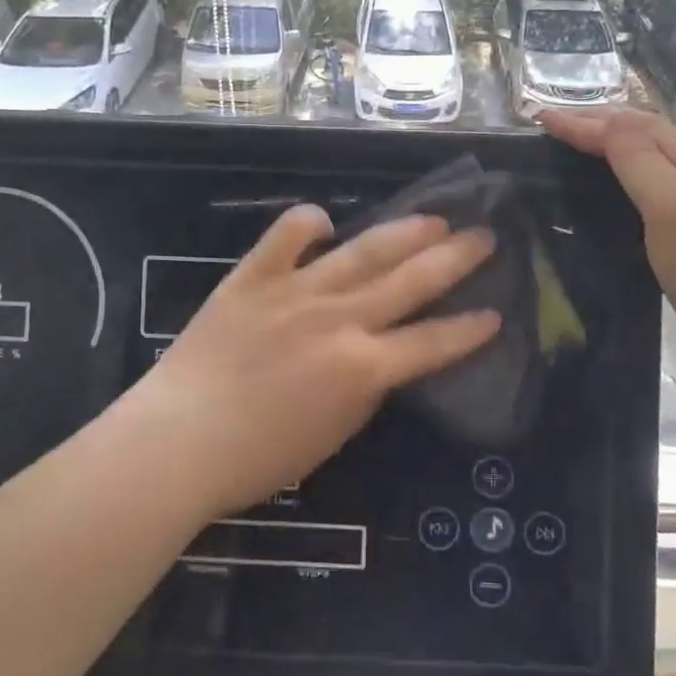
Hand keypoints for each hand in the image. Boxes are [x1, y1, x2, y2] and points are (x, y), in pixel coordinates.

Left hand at [137, 206, 499, 520]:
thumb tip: (382, 355)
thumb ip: (364, 388)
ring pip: (363, 251)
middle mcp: (339, 319)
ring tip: (434, 217)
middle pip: (410, 281)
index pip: (432, 342)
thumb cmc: (257, 457)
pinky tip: (325, 220)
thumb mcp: (332, 434)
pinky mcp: (254, 276)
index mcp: (362, 367)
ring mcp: (296, 290)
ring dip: (405, 232)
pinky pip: (286, 236)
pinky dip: (308, 222)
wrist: (178, 439)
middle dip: (455, 258)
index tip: (497, 312)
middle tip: (484, 235)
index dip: (469, 329)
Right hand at [541, 107, 675, 380]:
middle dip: (601, 123)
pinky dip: (631, 176)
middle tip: (557, 128)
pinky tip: (621, 195)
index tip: (541, 120)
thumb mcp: (674, 209)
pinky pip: (661, 187)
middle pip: (647, 133)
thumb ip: (641, 161)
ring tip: (581, 149)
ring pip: (656, 158)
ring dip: (616, 145)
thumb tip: (607, 121)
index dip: (585, 121)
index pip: (631, 126)